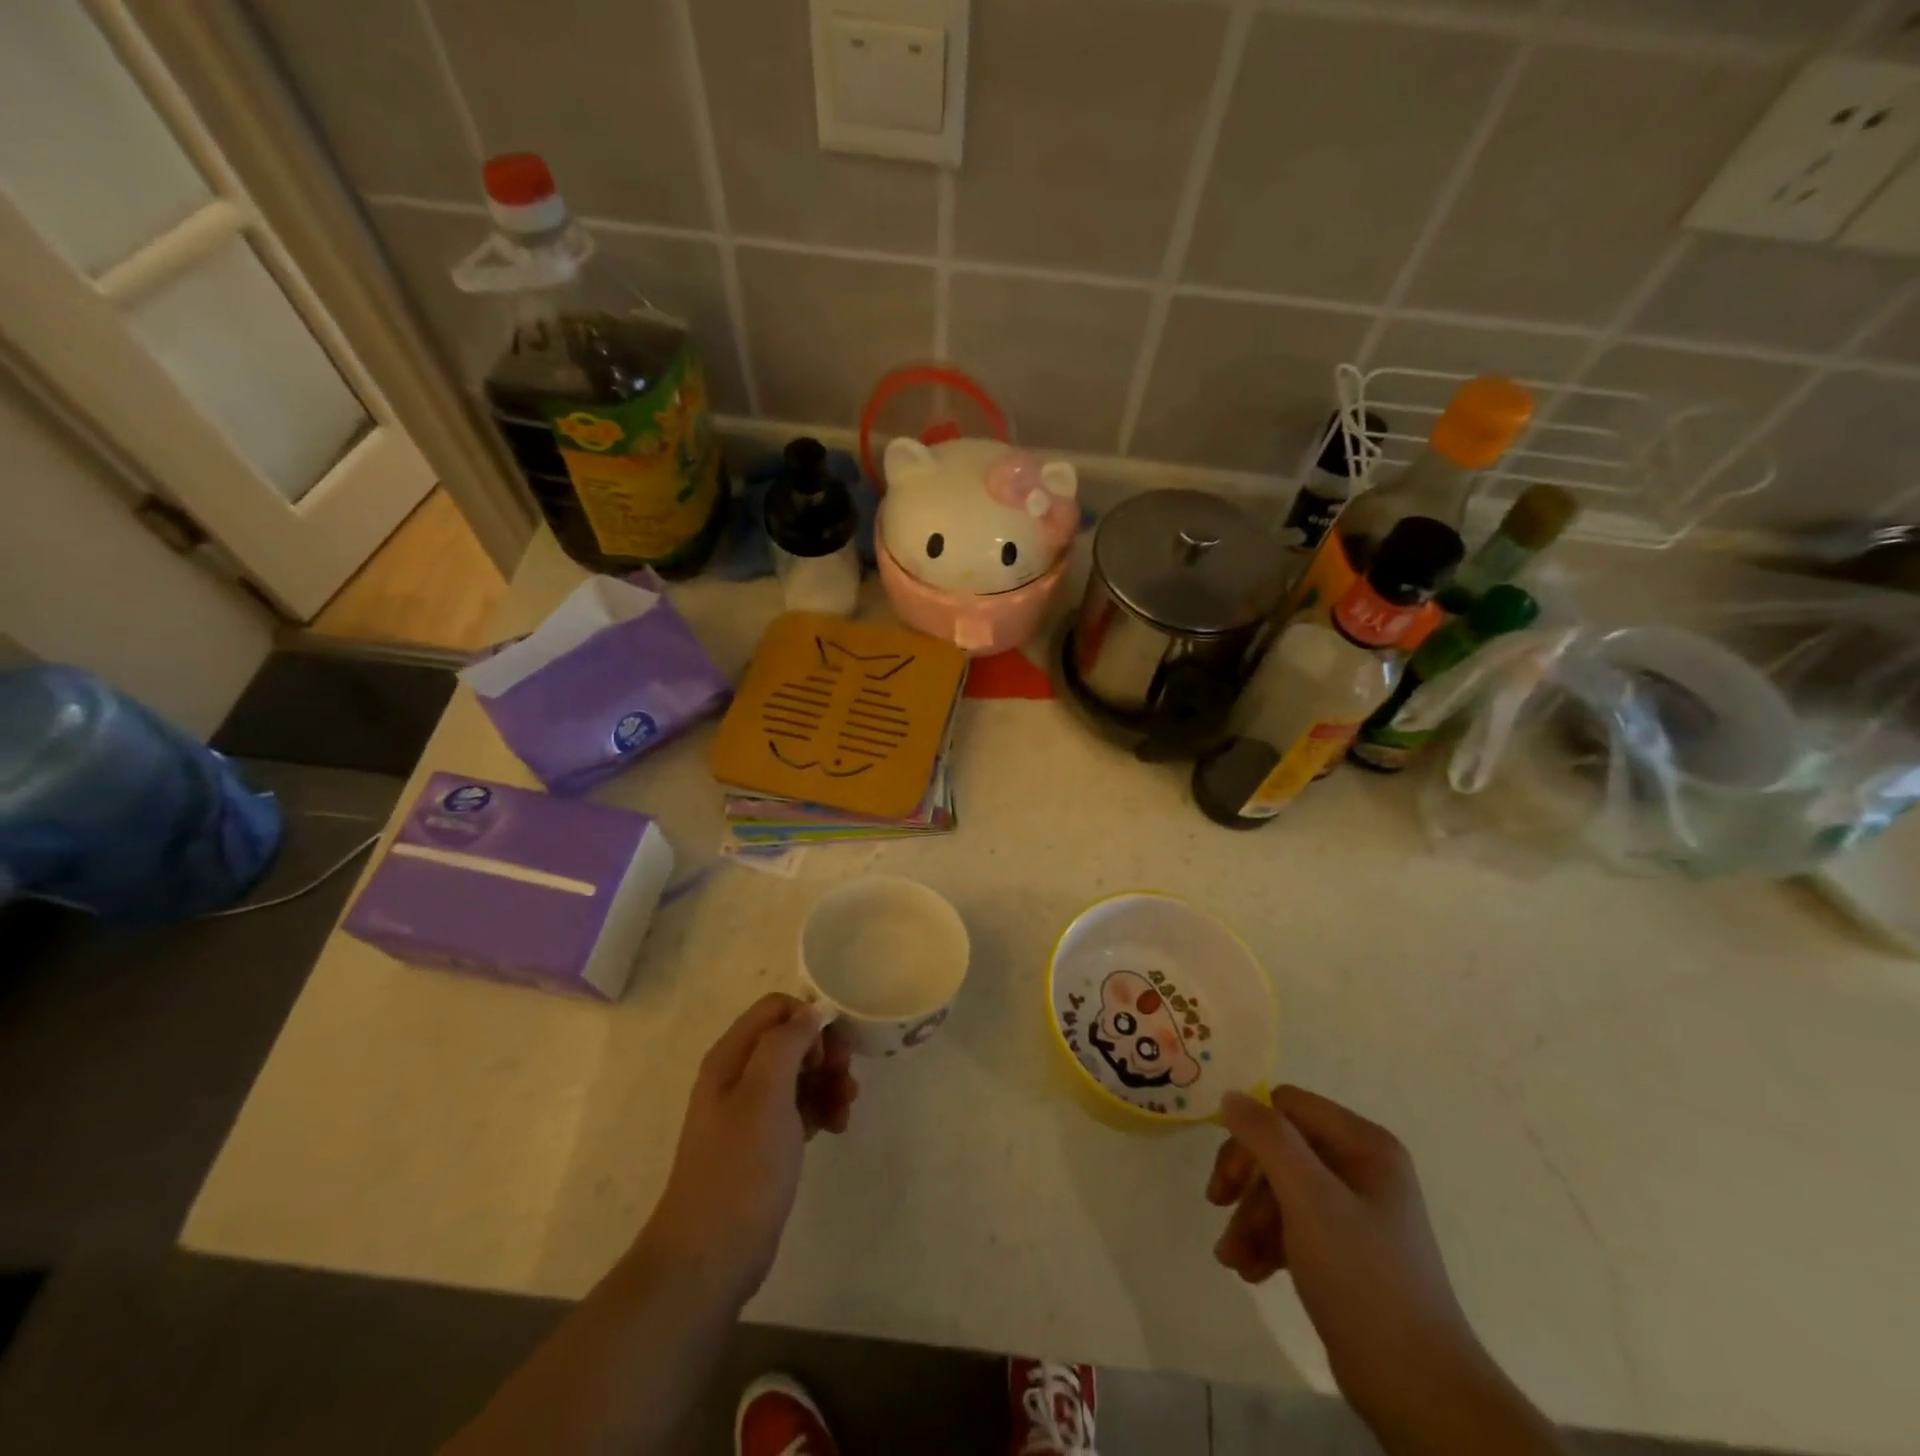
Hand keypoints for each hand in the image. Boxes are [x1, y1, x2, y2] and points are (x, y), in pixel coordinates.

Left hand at [638, 994, 856, 1305]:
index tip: (826, 1054)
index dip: (807, 1021)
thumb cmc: (740, 1167)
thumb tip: (810, 1013)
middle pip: (791, 1040)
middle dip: (825, 1053)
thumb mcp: (765, 1094)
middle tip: (846, 1079)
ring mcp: (751, 1111)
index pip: (776, 1008)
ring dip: (829, 1082)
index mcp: (731, 1057)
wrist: (711, 1257)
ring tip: (846, 1109)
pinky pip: (800, 1107)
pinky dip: (822, 1109)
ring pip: (800, 1074)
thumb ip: (786, 1043)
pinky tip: (837, 1127)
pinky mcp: (765, 1142)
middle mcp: (739, 1076)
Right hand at [1207, 1088, 1509, 1437]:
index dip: (1251, 1132)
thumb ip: (1267, 1138)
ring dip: (1250, 1218)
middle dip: (1246, 1182)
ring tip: (1231, 1258)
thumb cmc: (1363, 1279)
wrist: (1419, 1391)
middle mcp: (1362, 1168)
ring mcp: (1356, 1210)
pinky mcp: (1347, 1250)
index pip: (1288, 1106)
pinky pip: (1295, 1225)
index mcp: (1365, 1145)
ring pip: (1282, 1189)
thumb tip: (1231, 1095)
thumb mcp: (1309, 1198)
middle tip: (1217, 1206)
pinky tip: (1251, 1271)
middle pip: (1281, 1149)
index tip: (1227, 1173)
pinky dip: (1268, 1242)